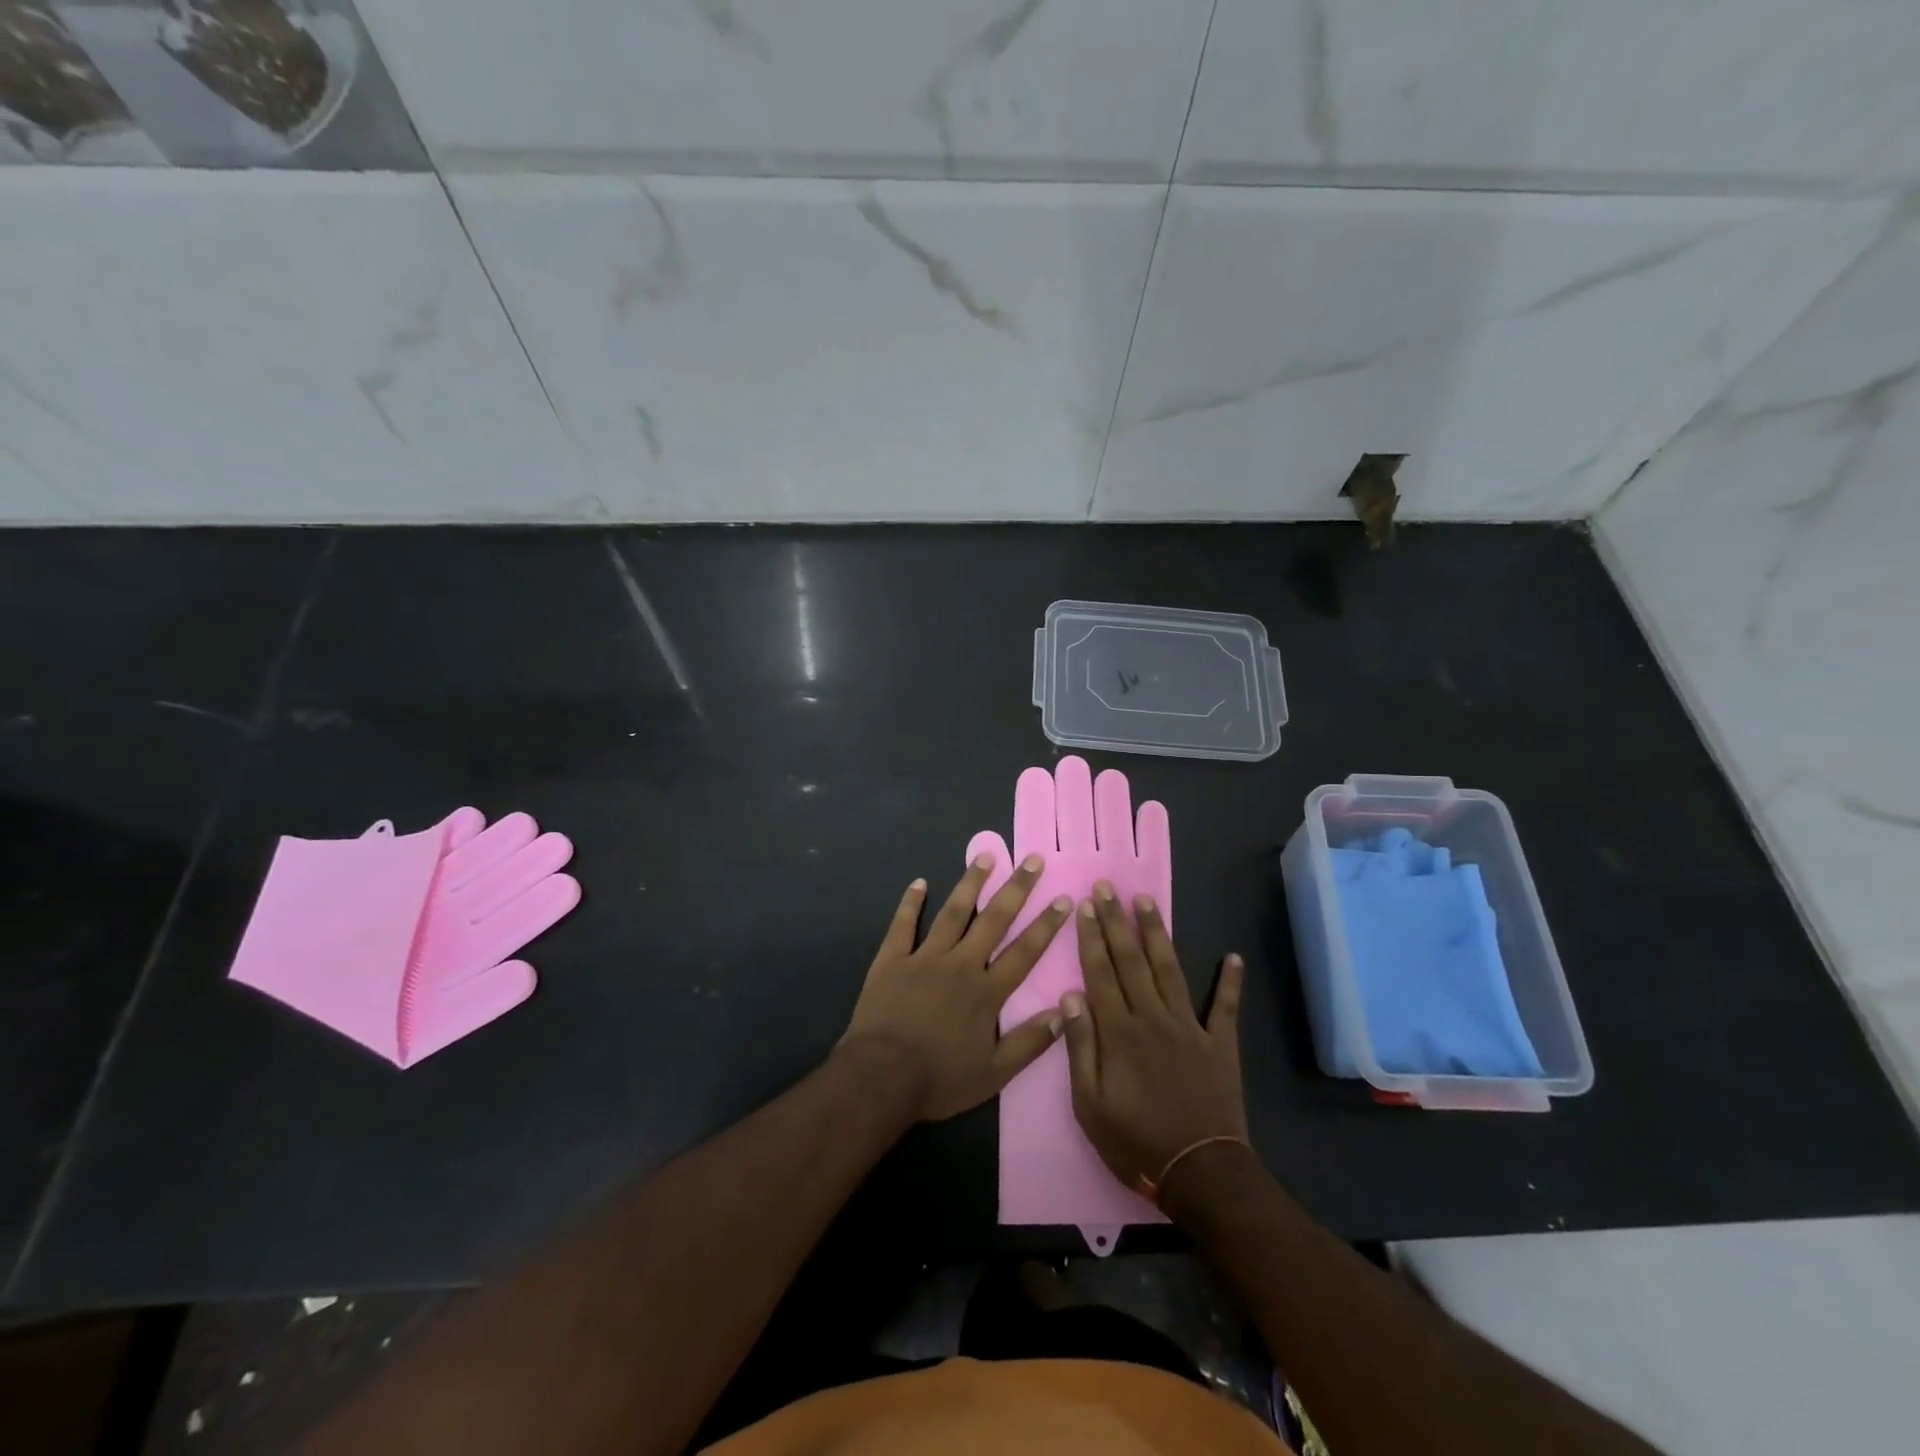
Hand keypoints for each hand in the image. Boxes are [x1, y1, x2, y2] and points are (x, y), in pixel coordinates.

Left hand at [842, 852, 1073, 1121]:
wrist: (881, 1077)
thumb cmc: (939, 1079)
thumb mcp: (993, 1074)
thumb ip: (1029, 1043)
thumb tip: (1064, 1013)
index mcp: (986, 992)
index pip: (1024, 952)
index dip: (1046, 925)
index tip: (1063, 898)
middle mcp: (960, 965)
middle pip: (993, 921)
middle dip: (1016, 889)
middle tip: (1032, 860)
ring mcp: (924, 958)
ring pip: (953, 913)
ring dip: (971, 883)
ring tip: (985, 855)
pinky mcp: (892, 960)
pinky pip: (903, 925)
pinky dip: (911, 903)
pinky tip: (919, 882)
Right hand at [1061, 882, 1247, 1195]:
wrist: (1200, 1173)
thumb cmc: (1135, 1141)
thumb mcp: (1090, 1105)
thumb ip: (1080, 1048)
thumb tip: (1069, 997)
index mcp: (1119, 1032)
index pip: (1100, 973)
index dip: (1092, 938)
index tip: (1086, 906)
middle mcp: (1153, 1018)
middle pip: (1131, 961)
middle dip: (1117, 922)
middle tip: (1108, 887)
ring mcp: (1190, 1028)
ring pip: (1170, 970)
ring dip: (1157, 934)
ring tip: (1146, 902)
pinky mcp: (1220, 1044)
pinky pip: (1226, 1007)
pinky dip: (1230, 982)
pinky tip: (1232, 957)